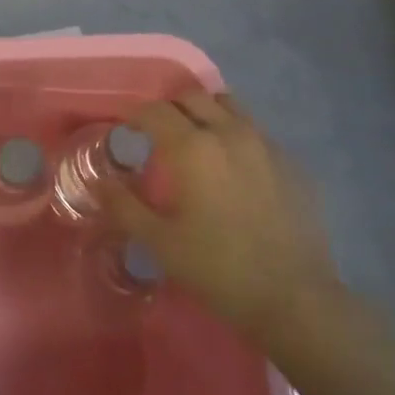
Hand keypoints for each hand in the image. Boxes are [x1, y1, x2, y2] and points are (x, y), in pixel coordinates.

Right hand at [98, 92, 346, 345]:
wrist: (295, 298)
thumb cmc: (219, 269)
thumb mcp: (161, 242)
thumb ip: (124, 206)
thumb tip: (99, 182)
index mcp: (193, 147)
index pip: (155, 110)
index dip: (134, 114)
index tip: (124, 129)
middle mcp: (229, 132)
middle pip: (192, 97)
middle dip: (169, 108)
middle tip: (157, 133)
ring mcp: (266, 143)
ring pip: (228, 105)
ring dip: (205, 112)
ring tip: (197, 141)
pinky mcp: (291, 161)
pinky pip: (255, 131)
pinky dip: (235, 134)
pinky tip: (234, 168)